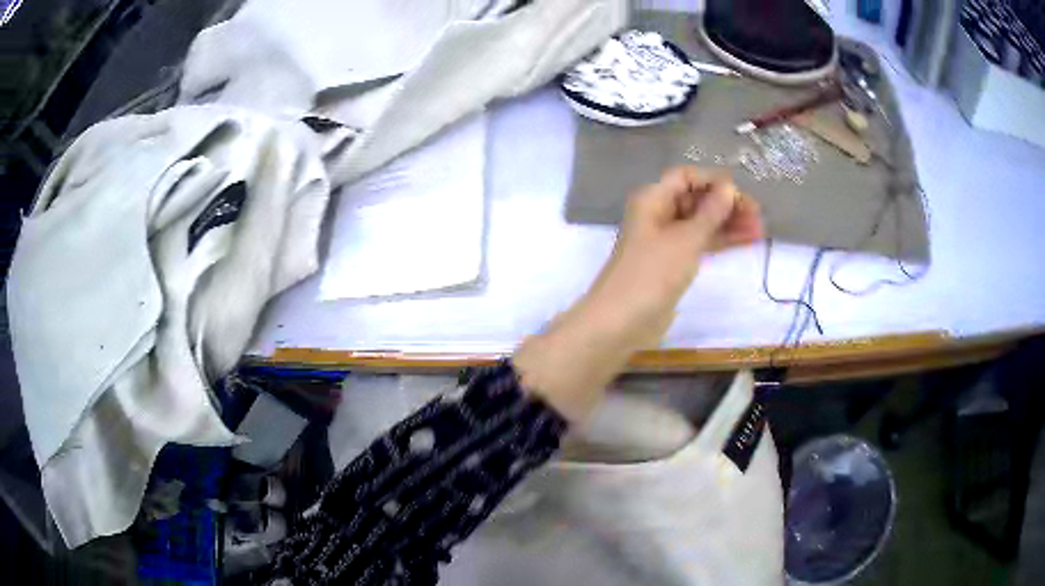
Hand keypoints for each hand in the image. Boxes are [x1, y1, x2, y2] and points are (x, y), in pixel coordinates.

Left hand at [514, 167, 762, 420]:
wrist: (622, 321)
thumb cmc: (653, 272)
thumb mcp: (687, 238)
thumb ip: (711, 212)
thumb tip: (729, 187)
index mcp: (652, 199)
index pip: (686, 177)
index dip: (713, 181)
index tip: (741, 193)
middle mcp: (657, 214)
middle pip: (695, 199)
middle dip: (725, 204)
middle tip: (758, 216)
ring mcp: (664, 240)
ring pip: (700, 223)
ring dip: (727, 223)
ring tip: (759, 230)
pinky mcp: (672, 262)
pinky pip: (699, 243)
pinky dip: (720, 241)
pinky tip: (745, 241)